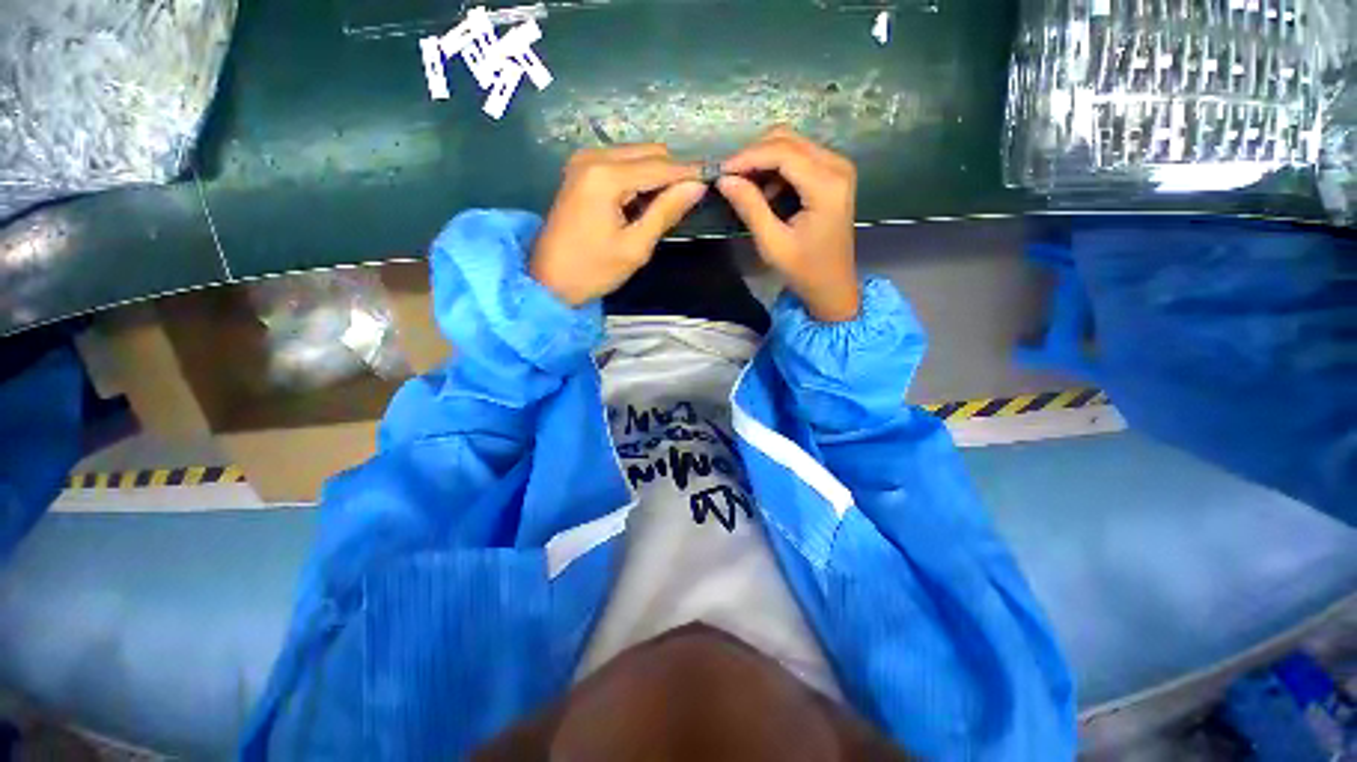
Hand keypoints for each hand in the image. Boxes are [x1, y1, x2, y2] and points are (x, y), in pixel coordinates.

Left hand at [531, 144, 705, 305]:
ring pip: (636, 156)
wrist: (548, 281)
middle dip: (673, 173)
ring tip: (668, 205)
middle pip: (649, 153)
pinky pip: (620, 164)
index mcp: (606, 176)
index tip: (715, 177)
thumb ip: (666, 211)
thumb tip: (697, 186)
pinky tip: (644, 202)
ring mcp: (584, 162)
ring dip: (656, 176)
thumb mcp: (635, 247)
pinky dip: (638, 179)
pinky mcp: (580, 172)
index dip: (690, 173)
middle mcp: (593, 157)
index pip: (660, 167)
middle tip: (690, 200)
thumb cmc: (593, 270)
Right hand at [717, 127, 859, 321]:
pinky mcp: (832, 174)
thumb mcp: (773, 244)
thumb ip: (750, 208)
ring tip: (743, 187)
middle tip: (729, 178)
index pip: (782, 152)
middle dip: (753, 155)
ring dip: (763, 160)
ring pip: (791, 145)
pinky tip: (764, 191)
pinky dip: (775, 169)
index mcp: (827, 185)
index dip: (748, 157)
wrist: (833, 285)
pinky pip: (798, 157)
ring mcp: (837, 167)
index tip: (720, 171)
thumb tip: (724, 179)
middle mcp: (837, 166)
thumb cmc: (804, 270)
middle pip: (788, 140)